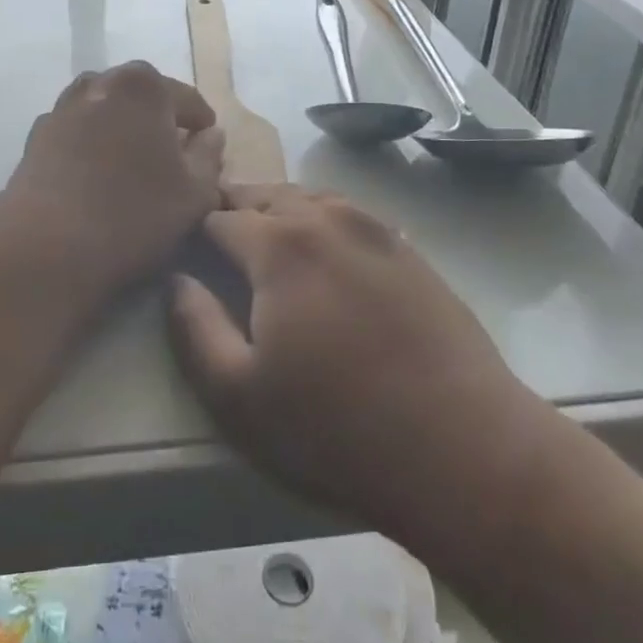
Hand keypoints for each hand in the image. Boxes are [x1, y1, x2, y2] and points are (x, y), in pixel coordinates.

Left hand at [7, 62, 225, 286]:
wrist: (47, 244)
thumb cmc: (134, 214)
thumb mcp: (194, 193)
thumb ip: (209, 157)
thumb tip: (212, 134)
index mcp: (145, 87)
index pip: (187, 98)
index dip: (202, 123)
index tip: (207, 144)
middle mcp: (101, 83)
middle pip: (142, 95)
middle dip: (158, 117)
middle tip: (172, 151)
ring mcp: (63, 107)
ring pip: (105, 108)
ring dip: (121, 126)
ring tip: (132, 159)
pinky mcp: (36, 136)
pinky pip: (76, 130)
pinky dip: (91, 142)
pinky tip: (95, 172)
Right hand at [168, 183, 550, 545]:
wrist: (464, 447)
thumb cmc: (336, 429)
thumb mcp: (238, 396)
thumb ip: (194, 328)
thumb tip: (178, 280)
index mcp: (278, 244)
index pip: (217, 217)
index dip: (194, 234)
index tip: (185, 256)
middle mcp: (325, 218)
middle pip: (263, 195)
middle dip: (234, 212)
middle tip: (220, 249)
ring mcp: (373, 228)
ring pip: (308, 199)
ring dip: (279, 213)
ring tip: (267, 247)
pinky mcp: (408, 249)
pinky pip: (349, 216)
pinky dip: (322, 223)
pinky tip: (325, 256)